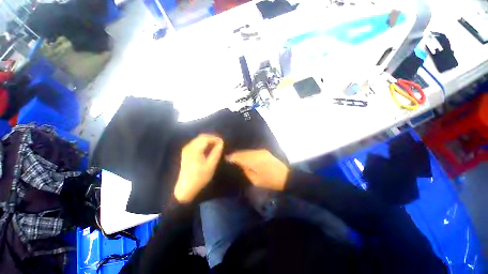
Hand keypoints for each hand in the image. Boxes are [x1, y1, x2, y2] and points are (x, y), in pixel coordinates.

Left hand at [174, 134, 223, 202]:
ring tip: (215, 147)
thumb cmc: (199, 178)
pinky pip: (196, 144)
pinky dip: (203, 144)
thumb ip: (216, 152)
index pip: (206, 138)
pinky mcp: (186, 153)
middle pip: (202, 137)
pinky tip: (208, 150)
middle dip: (212, 138)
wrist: (185, 189)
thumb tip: (221, 143)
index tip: (223, 143)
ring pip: (199, 140)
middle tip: (220, 144)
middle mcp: (189, 147)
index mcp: (194, 149)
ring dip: (208, 141)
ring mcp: (186, 150)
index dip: (215, 138)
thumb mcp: (211, 165)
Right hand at [226, 149, 288, 190]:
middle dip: (236, 155)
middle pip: (243, 152)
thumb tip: (240, 165)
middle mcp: (256, 153)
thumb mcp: (256, 180)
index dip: (232, 157)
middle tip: (229, 158)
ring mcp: (261, 151)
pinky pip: (253, 151)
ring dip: (241, 154)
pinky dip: (247, 153)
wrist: (286, 177)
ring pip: (248, 151)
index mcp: (254, 161)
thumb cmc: (270, 181)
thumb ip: (246, 171)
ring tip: (235, 157)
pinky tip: (245, 156)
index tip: (226, 159)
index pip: (239, 157)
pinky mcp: (265, 152)